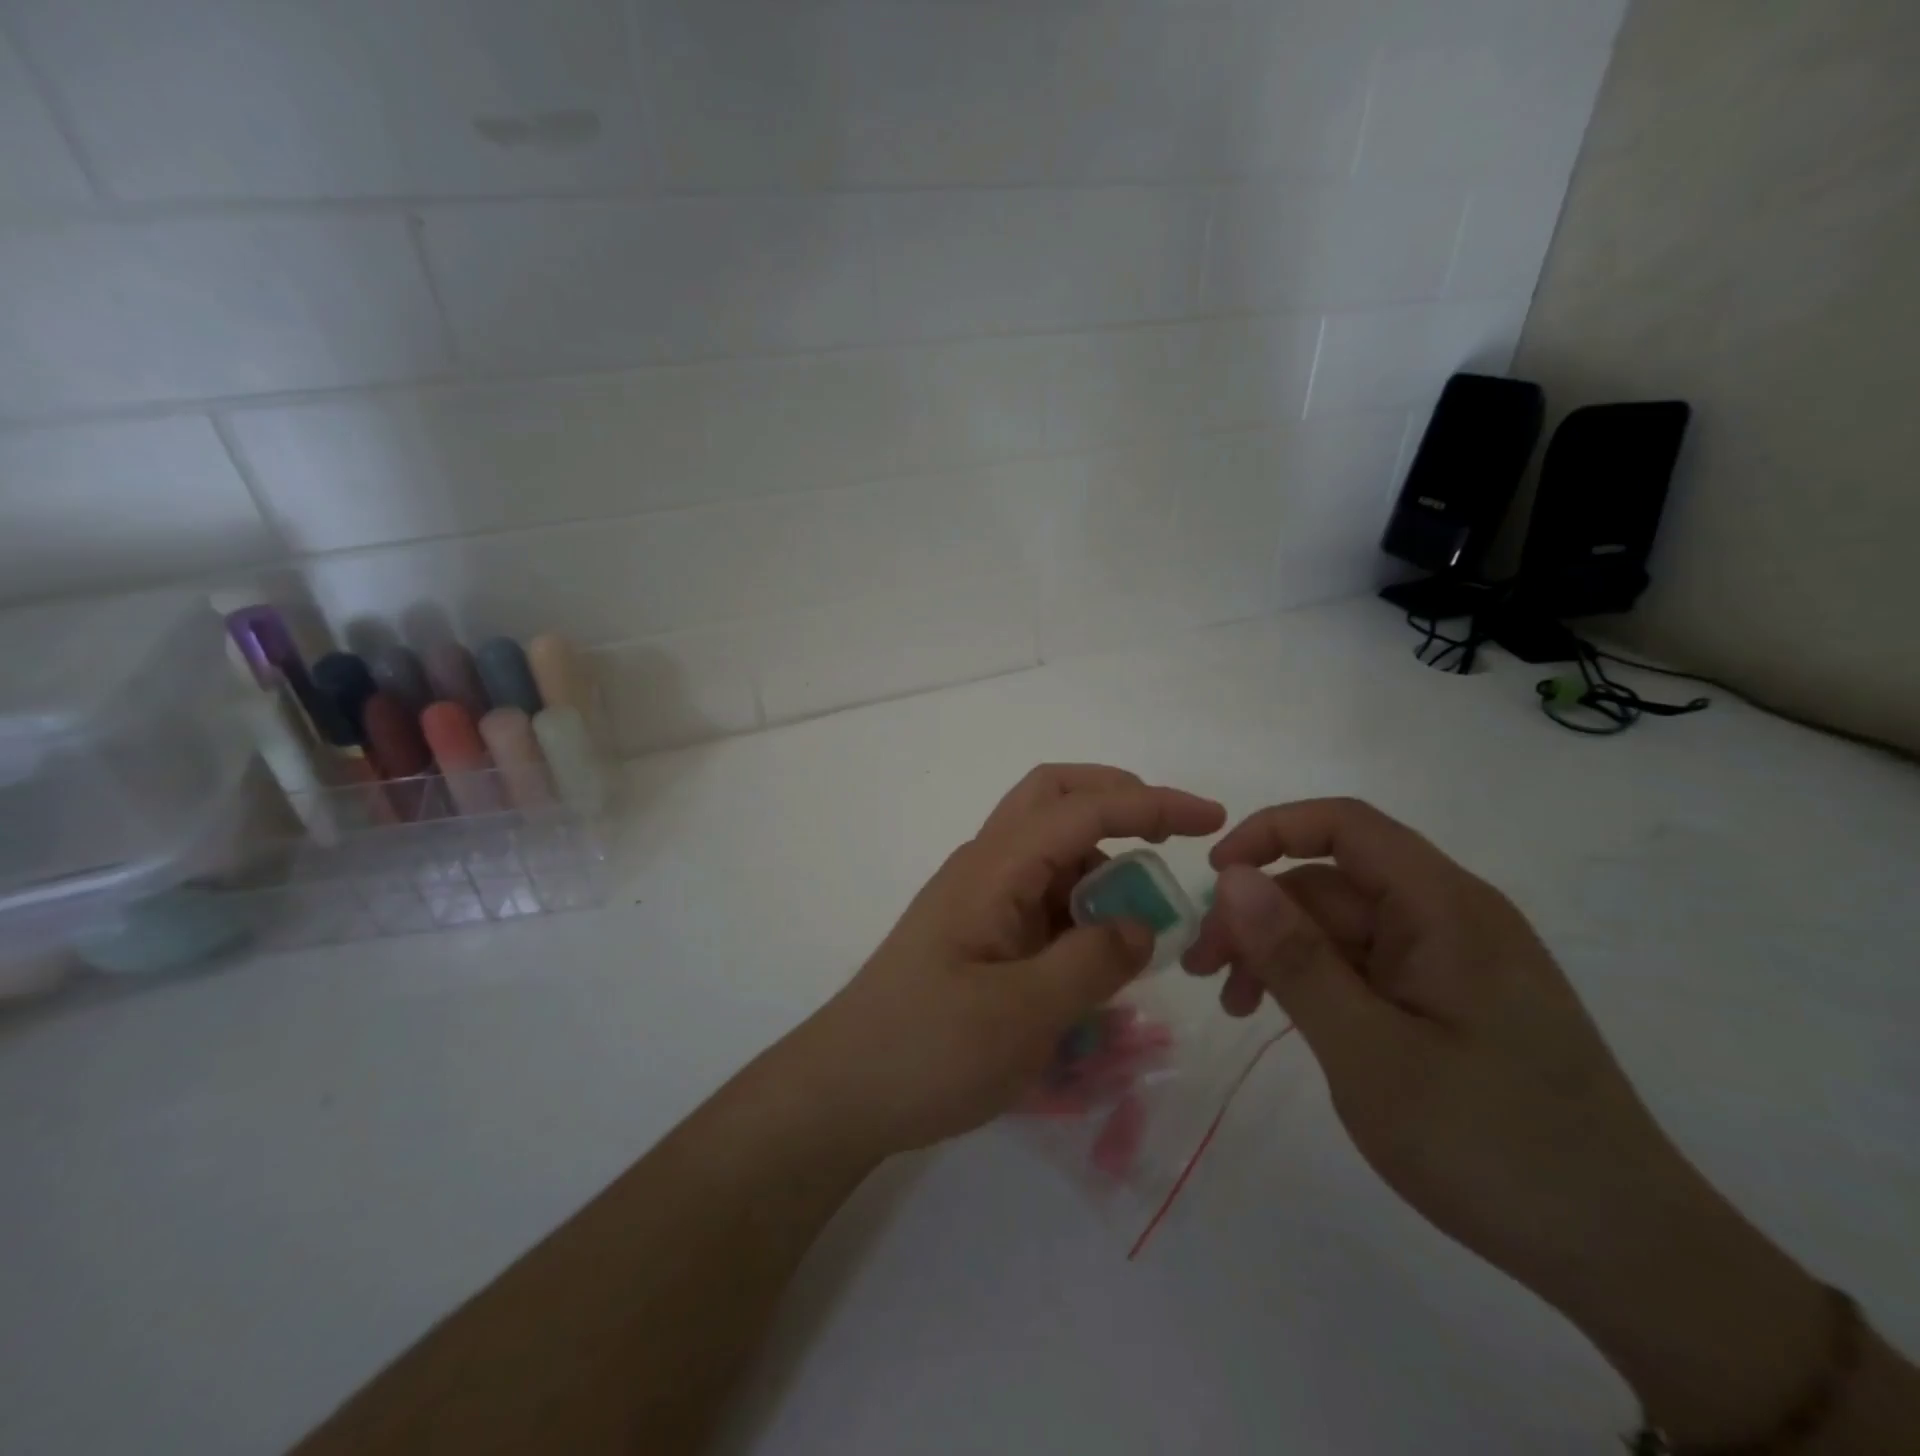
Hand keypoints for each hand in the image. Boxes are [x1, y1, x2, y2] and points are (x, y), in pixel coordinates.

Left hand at [794, 765, 1224, 1156]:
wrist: (843, 1091)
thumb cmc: (927, 1050)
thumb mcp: (1023, 1015)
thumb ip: (1093, 962)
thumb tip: (1140, 925)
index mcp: (993, 869)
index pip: (1080, 809)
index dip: (1149, 804)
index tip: (1210, 820)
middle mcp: (985, 867)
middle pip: (1052, 798)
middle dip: (1117, 801)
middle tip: (1172, 837)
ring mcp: (979, 899)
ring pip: (1051, 849)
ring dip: (1102, 863)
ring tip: (1145, 922)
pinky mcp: (980, 934)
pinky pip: (1041, 898)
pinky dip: (1082, 907)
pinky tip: (1102, 956)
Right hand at [1182, 798, 1836, 1446]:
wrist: (1628, 1257)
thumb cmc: (1490, 1146)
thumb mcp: (1368, 1052)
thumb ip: (1296, 958)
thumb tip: (1233, 876)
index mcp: (1445, 908)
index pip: (1345, 825)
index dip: (1270, 832)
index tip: (1212, 878)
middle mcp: (1451, 916)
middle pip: (1332, 881)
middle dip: (1258, 914)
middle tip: (1200, 969)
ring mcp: (1452, 960)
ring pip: (1341, 926)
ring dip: (1279, 952)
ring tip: (1233, 1003)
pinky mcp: (1450, 999)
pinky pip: (1365, 965)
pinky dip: (1315, 981)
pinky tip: (1281, 1018)